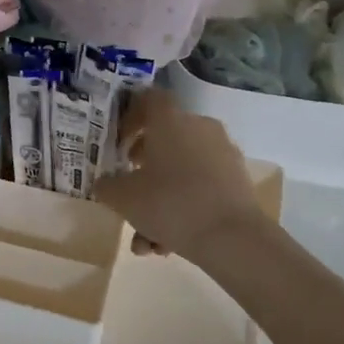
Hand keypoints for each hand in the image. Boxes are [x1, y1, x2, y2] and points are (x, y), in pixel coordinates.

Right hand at [95, 89, 269, 262]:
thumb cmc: (170, 204)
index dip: (130, 117)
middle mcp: (199, 128)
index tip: (118, 143)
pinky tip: (168, 245)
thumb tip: (105, 184)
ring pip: (181, 172)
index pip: (148, 99)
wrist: (232, 238)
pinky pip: (201, 187)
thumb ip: (107, 187)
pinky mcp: (237, 180)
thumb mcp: (124, 198)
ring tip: (146, 241)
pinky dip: (183, 209)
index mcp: (170, 120)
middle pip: (164, 141)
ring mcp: (222, 153)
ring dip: (159, 202)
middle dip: (142, 172)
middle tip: (128, 194)